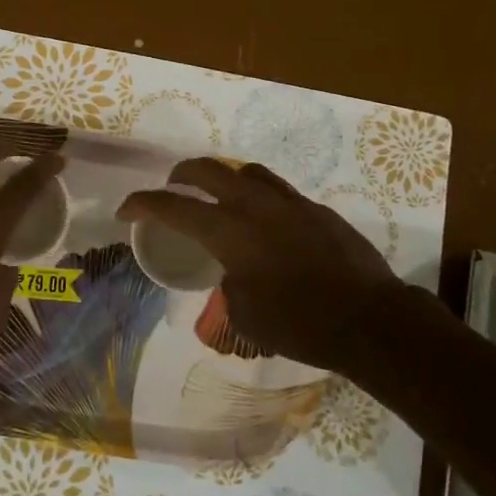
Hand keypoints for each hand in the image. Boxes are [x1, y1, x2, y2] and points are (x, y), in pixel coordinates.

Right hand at [118, 158, 433, 370]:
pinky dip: (255, 194)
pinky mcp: (316, 209)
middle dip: (180, 175)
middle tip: (170, 188)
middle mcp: (255, 205)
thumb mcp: (246, 314)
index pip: (173, 206)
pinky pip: (275, 189)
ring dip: (221, 177)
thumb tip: (233, 271)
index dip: (142, 204)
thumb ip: (229, 283)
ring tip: (214, 193)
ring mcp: (289, 202)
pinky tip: (261, 218)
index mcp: (230, 231)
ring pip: (245, 171)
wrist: (370, 320)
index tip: (125, 210)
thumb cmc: (300, 324)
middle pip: (207, 170)